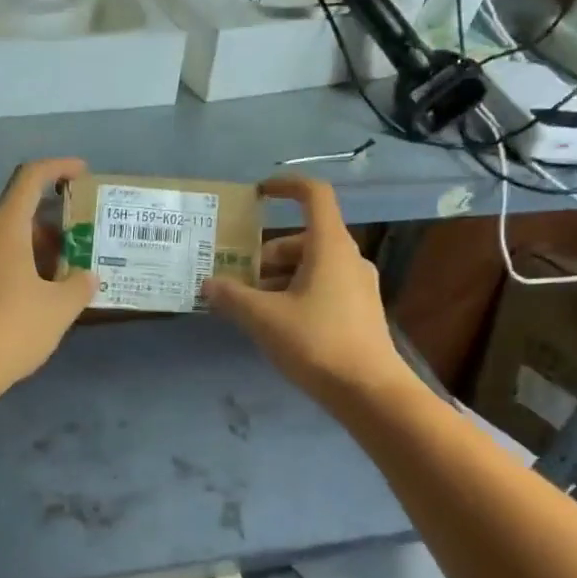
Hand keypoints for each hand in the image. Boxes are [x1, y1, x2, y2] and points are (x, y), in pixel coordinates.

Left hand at [0, 158, 94, 396]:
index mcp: (6, 227)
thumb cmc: (13, 326)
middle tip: (82, 238)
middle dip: (54, 221)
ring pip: (10, 241)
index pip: (30, 177)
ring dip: (40, 248)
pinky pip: (0, 263)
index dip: (58, 167)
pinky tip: (45, 296)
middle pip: (20, 211)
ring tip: (71, 272)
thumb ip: (79, 285)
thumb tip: (86, 276)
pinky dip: (25, 268)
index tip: (82, 173)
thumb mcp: (60, 307)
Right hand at [202, 177, 407, 407]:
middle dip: (265, 254)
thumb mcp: (263, 319)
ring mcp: (357, 285)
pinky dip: (294, 293)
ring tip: (248, 305)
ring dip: (277, 277)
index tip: (258, 193)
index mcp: (329, 246)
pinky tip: (274, 322)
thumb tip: (208, 284)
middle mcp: (347, 258)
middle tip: (236, 278)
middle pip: (302, 239)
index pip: (313, 195)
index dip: (286, 186)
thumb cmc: (316, 343)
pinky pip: (321, 286)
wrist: (369, 391)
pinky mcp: (359, 310)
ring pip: (310, 266)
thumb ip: (232, 297)